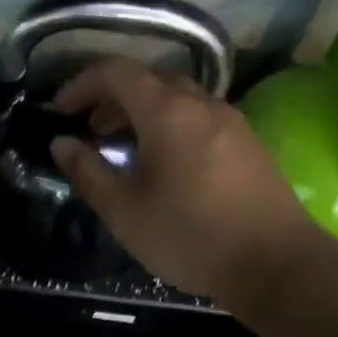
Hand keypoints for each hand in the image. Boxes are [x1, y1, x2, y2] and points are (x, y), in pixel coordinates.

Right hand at [48, 57, 322, 303]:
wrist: (276, 264)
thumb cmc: (190, 236)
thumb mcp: (124, 210)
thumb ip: (87, 172)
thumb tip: (61, 144)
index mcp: (167, 111)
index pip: (116, 72)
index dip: (81, 84)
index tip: (60, 110)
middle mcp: (201, 103)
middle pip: (149, 79)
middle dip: (112, 98)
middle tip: (91, 130)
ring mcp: (231, 121)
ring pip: (177, 98)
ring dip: (142, 112)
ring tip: (124, 150)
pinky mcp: (248, 143)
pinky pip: (199, 117)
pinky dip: (170, 125)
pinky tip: (164, 165)